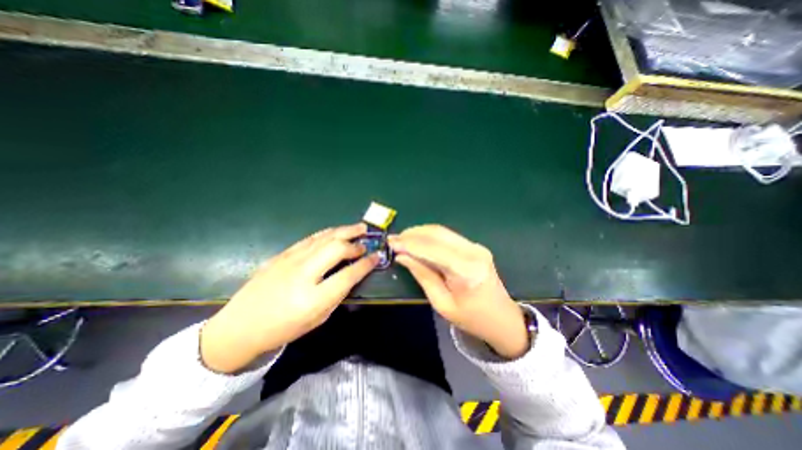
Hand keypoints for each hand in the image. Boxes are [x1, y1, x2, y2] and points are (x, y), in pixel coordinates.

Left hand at [198, 223, 377, 374]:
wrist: (240, 327)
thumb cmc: (283, 329)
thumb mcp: (318, 318)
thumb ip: (337, 294)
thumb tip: (352, 274)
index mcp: (313, 299)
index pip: (348, 275)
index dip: (366, 264)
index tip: (376, 257)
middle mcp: (302, 275)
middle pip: (336, 249)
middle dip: (355, 244)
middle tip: (367, 242)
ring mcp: (289, 261)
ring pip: (324, 238)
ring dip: (345, 231)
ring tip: (359, 227)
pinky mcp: (282, 255)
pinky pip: (310, 239)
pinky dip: (327, 233)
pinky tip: (336, 231)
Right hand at [391, 227, 530, 359]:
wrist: (503, 318)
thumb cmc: (472, 318)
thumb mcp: (442, 303)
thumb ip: (422, 275)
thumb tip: (402, 256)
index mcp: (466, 270)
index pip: (432, 249)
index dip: (409, 244)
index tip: (391, 242)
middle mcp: (473, 252)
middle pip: (437, 234)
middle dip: (413, 234)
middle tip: (394, 239)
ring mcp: (475, 246)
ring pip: (442, 231)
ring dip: (420, 233)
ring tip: (403, 239)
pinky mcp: (474, 246)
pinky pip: (447, 236)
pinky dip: (430, 236)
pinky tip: (418, 241)